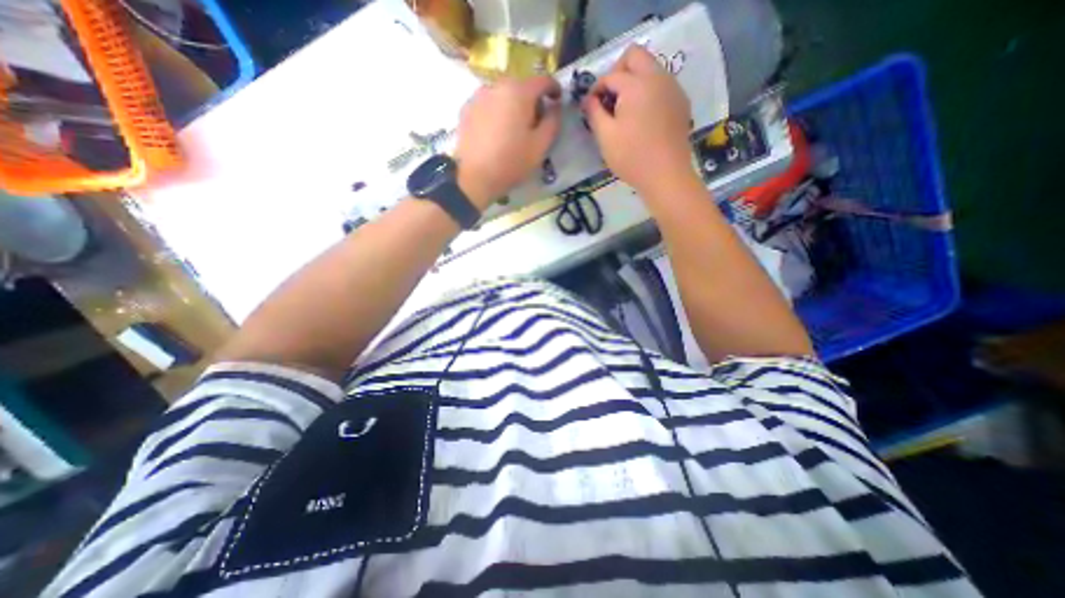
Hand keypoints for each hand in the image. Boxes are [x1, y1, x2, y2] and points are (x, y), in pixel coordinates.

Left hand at [454, 74, 560, 209]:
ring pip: (503, 94)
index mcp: (519, 92)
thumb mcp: (540, 146)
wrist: (474, 177)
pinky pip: (488, 104)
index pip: (542, 80)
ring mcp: (478, 96)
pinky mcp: (466, 109)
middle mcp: (497, 85)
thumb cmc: (511, 162)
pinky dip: (496, 112)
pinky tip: (496, 132)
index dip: (554, 88)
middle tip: (535, 122)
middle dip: (531, 100)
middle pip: (521, 86)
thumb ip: (553, 122)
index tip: (557, 101)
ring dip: (512, 106)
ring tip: (514, 129)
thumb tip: (555, 107)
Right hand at [582, 46, 700, 194]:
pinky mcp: (680, 103)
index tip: (590, 108)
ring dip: (634, 81)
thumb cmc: (632, 157)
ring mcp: (673, 88)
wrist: (666, 175)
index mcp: (636, 84)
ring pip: (650, 68)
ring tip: (624, 111)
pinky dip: (648, 92)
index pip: (611, 75)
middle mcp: (658, 77)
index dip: (596, 90)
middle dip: (617, 72)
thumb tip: (588, 99)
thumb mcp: (605, 137)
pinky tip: (642, 118)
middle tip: (609, 99)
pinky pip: (661, 85)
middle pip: (635, 56)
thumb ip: (593, 112)